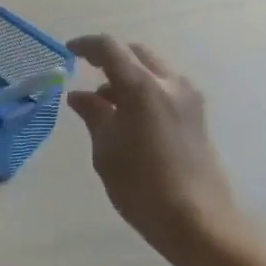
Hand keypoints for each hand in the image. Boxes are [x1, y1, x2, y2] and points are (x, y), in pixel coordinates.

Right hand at [67, 34, 241, 256]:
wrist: (196, 219)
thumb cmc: (141, 187)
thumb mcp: (107, 151)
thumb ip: (94, 115)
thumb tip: (79, 96)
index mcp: (142, 88)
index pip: (110, 49)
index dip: (86, 46)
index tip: (68, 53)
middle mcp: (170, 83)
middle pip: (136, 53)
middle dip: (110, 58)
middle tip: (86, 73)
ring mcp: (189, 98)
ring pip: (153, 69)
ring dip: (128, 76)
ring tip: (104, 105)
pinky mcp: (197, 114)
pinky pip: (165, 87)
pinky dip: (144, 90)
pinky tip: (128, 117)